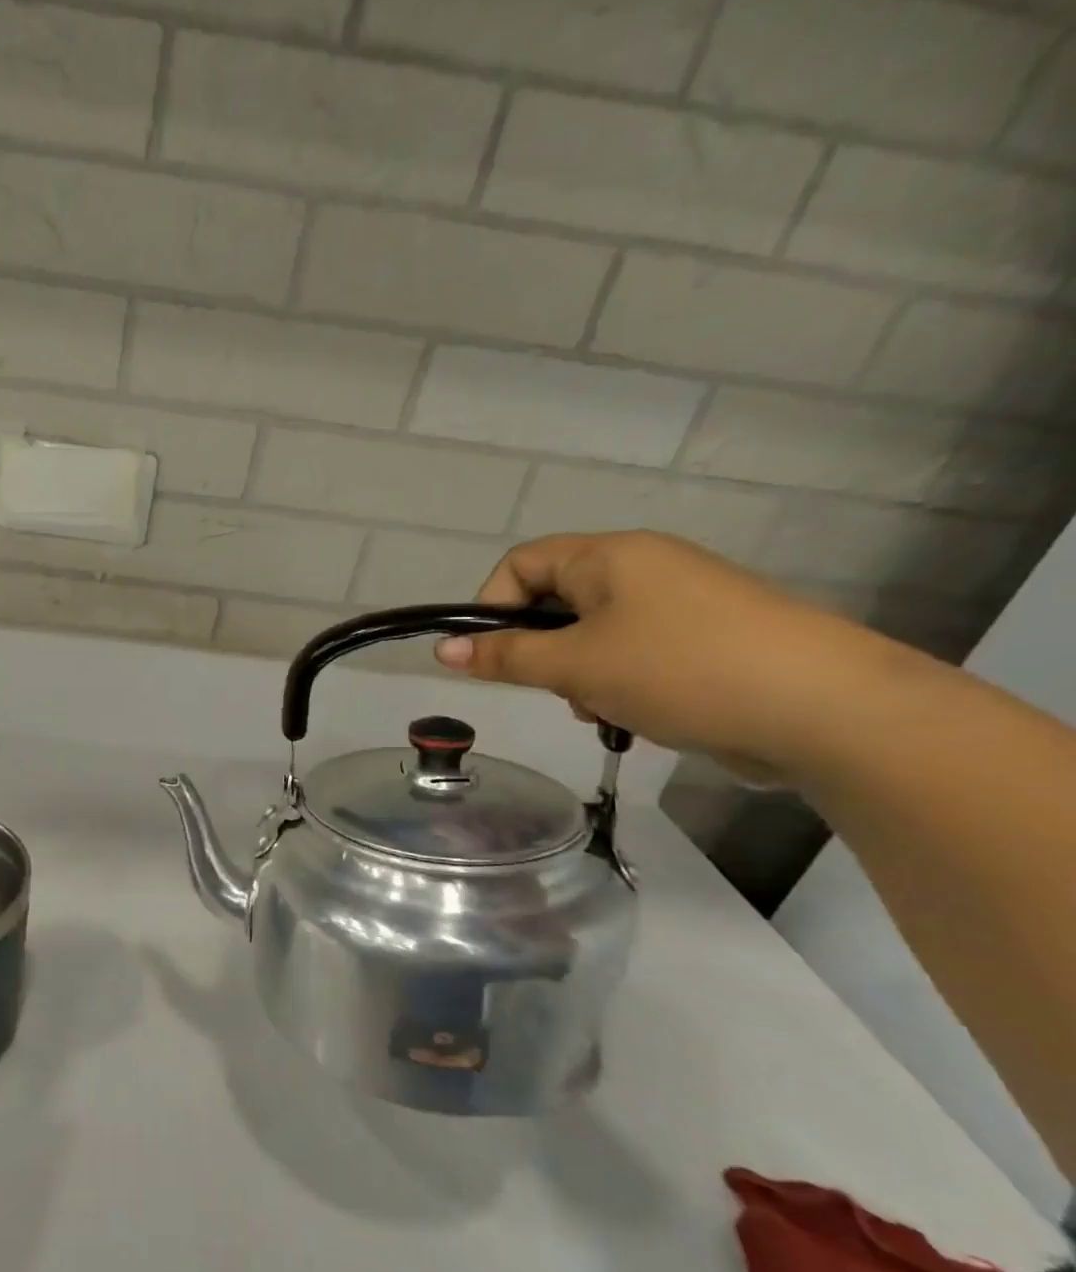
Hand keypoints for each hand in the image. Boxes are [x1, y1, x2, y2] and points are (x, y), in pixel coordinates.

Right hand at [432, 531, 892, 777]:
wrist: (827, 710)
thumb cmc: (680, 670)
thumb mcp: (575, 665)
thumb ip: (504, 656)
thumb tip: (443, 648)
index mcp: (610, 556)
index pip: (521, 563)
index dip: (493, 607)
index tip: (493, 657)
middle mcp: (645, 567)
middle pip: (557, 600)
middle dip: (542, 650)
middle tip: (555, 688)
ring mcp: (682, 603)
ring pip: (595, 634)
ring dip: (580, 674)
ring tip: (603, 709)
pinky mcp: (709, 640)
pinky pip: (636, 653)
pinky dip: (621, 683)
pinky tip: (640, 715)